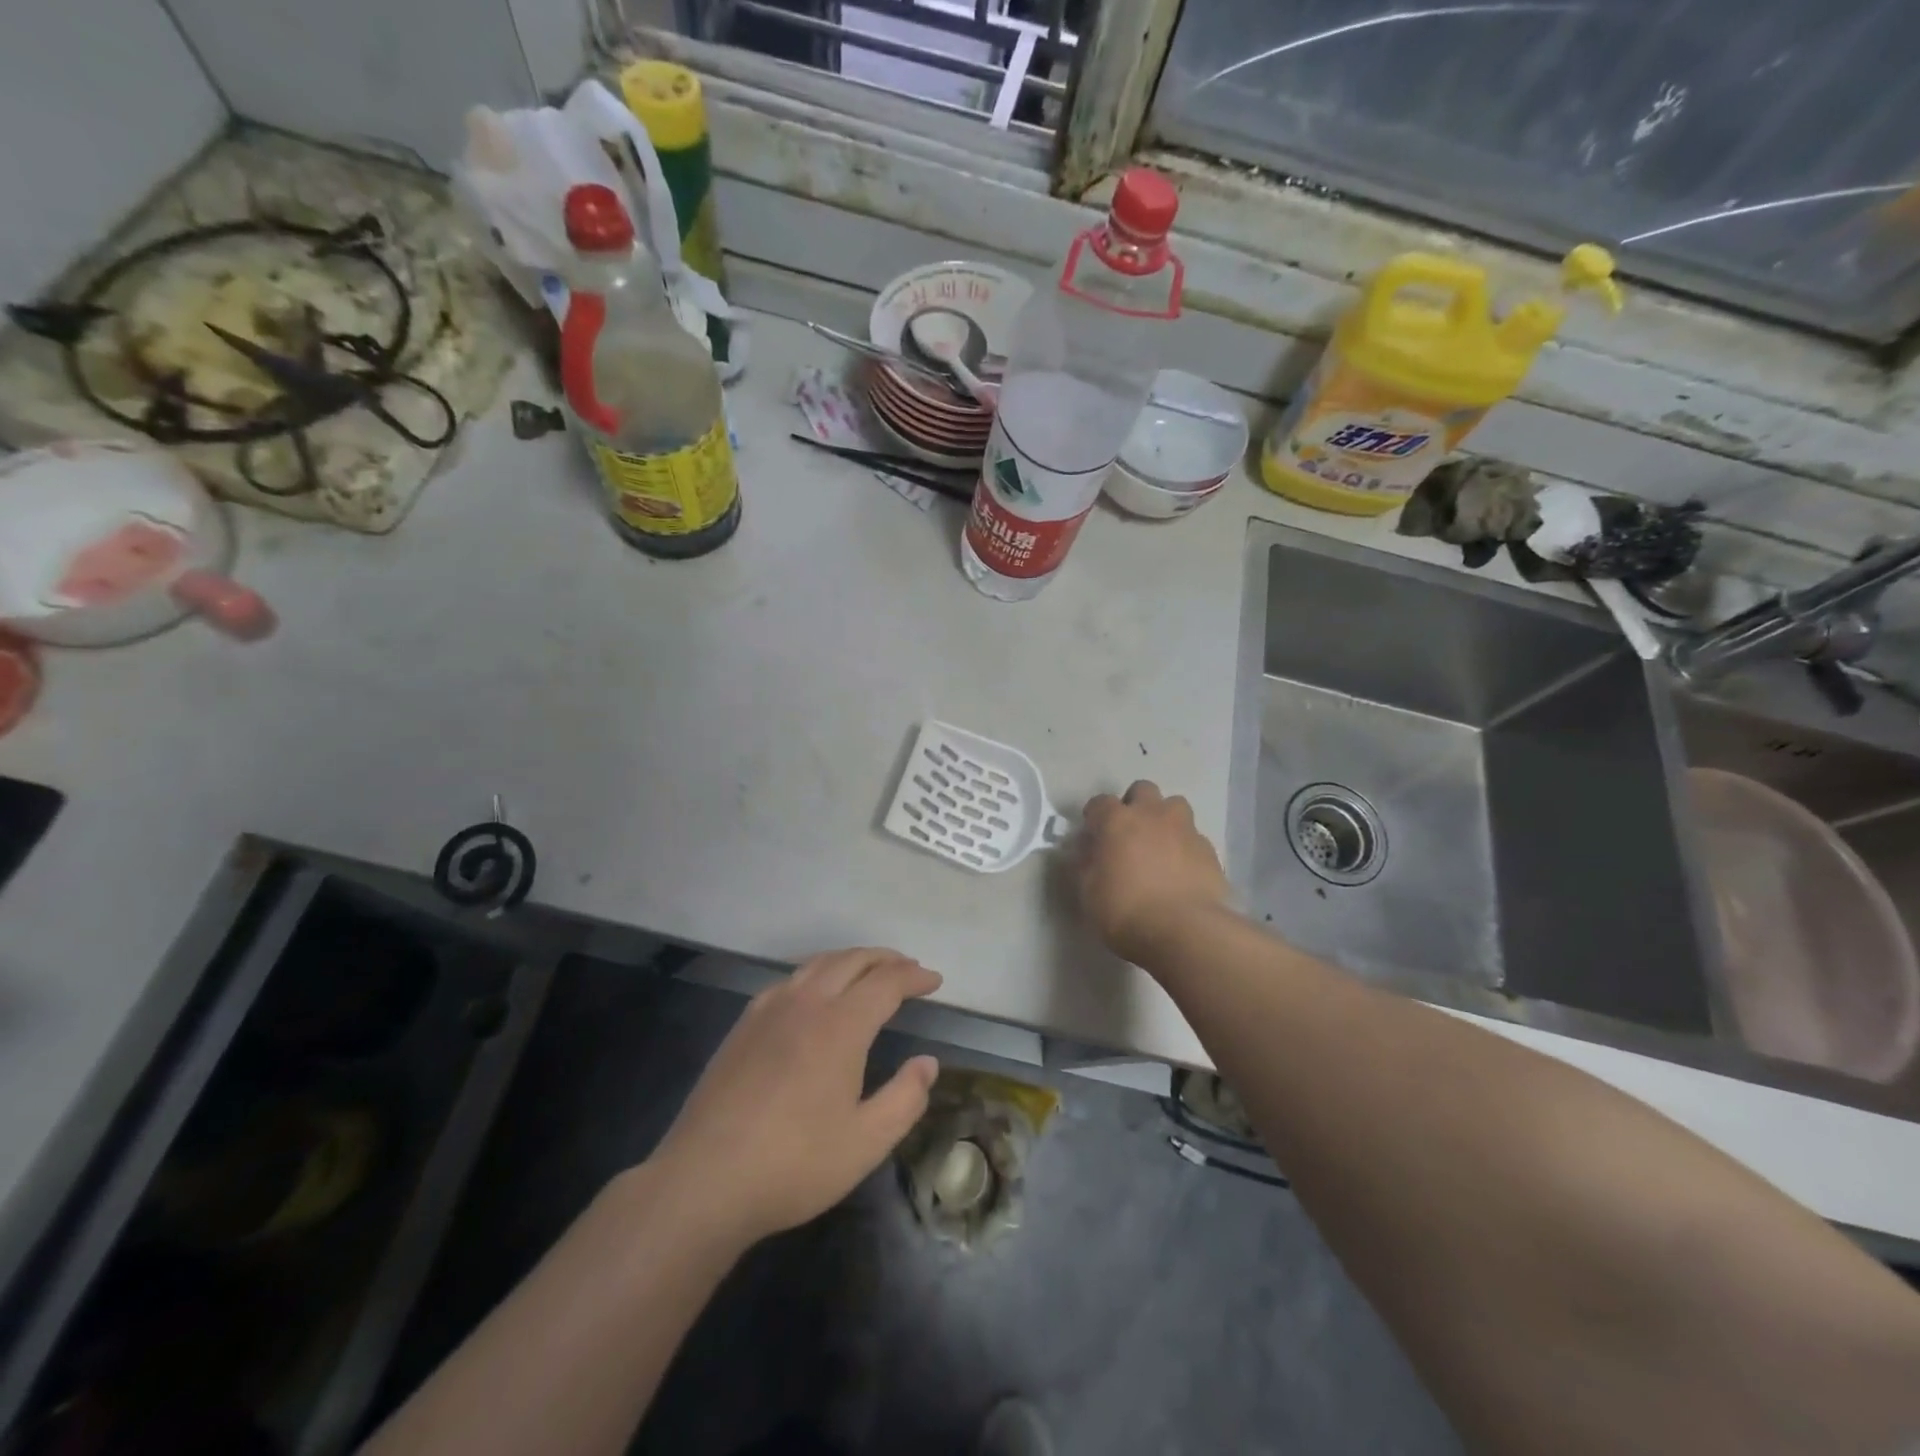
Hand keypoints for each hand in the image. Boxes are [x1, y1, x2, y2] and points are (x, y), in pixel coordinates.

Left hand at [644, 948, 940, 1247]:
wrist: (704, 1181)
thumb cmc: (794, 1164)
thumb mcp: (866, 1142)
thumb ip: (905, 1098)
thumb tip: (927, 1062)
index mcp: (840, 1026)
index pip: (885, 982)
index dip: (913, 976)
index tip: (934, 981)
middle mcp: (805, 1004)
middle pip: (851, 960)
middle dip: (885, 959)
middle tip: (908, 968)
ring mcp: (768, 1010)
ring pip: (817, 964)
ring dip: (850, 960)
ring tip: (868, 972)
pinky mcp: (743, 1026)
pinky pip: (788, 980)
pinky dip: (815, 974)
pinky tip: (814, 993)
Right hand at [1078, 781, 1232, 965]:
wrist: (1185, 931)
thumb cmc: (1126, 911)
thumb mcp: (1089, 892)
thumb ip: (1086, 865)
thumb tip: (1088, 852)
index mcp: (1117, 821)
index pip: (1100, 802)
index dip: (1095, 816)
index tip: (1093, 834)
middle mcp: (1152, 815)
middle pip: (1143, 790)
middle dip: (1135, 804)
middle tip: (1130, 832)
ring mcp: (1185, 830)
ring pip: (1175, 806)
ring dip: (1165, 819)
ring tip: (1160, 846)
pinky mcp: (1210, 851)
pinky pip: (1194, 838)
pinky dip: (1185, 848)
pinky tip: (1182, 872)